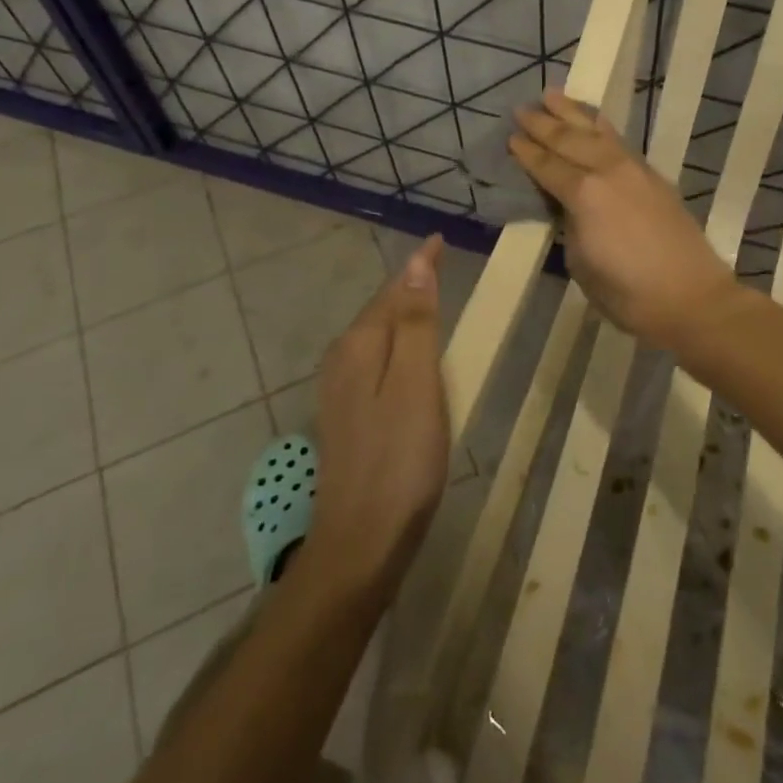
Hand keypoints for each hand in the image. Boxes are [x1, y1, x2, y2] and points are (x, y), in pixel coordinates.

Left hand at [302, 235, 449, 598]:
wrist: (362, 542)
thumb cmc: (400, 459)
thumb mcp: (416, 384)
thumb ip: (415, 323)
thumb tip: (415, 264)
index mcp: (359, 345)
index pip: (394, 290)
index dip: (420, 265)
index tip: (441, 240)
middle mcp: (342, 360)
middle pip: (381, 311)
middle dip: (409, 286)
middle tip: (442, 265)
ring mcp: (340, 391)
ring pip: (377, 337)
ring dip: (403, 315)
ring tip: (432, 301)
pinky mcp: (347, 417)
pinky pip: (376, 363)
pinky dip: (398, 347)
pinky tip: (412, 360)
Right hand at [508, 90, 737, 349]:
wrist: (693, 298)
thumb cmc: (629, 293)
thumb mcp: (581, 264)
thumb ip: (570, 226)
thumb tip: (568, 207)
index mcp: (584, 194)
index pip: (547, 166)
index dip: (527, 153)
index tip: (511, 137)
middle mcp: (608, 171)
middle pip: (569, 140)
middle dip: (543, 124)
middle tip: (522, 109)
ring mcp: (635, 170)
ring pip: (597, 132)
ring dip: (573, 113)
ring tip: (553, 94)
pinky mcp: (654, 177)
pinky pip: (619, 141)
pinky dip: (601, 127)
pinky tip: (594, 123)